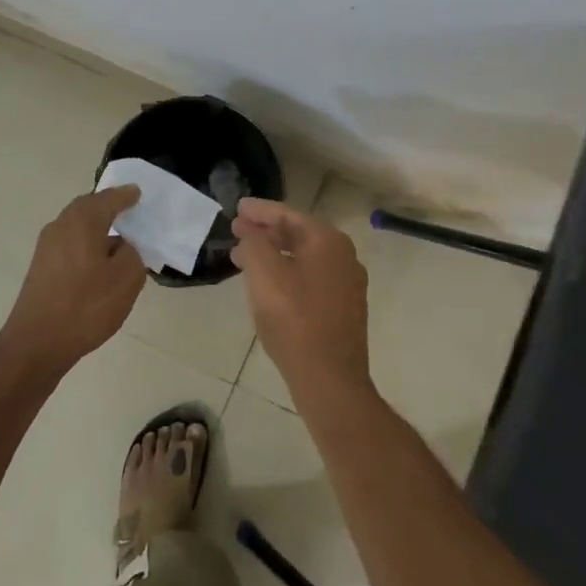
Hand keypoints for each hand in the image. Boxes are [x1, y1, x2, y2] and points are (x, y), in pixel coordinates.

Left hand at [0, 186, 147, 374]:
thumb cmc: (86, 306)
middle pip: (88, 208)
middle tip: (129, 211)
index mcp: (82, 221)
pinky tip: (99, 265)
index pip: (109, 198)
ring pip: (77, 227)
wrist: (37, 343)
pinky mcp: (41, 268)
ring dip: (97, 229)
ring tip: (118, 240)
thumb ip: (132, 254)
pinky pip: (70, 245)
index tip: (138, 194)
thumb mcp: (126, 279)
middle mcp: (61, 226)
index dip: (126, 196)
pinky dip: (86, 246)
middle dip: (108, 208)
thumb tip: (122, 247)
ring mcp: (46, 247)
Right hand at [231, 198, 371, 399]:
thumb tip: (251, 230)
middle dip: (266, 232)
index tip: (237, 207)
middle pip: (298, 234)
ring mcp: (348, 283)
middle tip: (237, 231)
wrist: (329, 378)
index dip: (259, 211)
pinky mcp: (345, 307)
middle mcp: (344, 255)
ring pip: (304, 257)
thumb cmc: (294, 320)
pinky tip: (269, 284)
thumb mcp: (264, 274)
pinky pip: (311, 277)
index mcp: (327, 241)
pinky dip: (288, 272)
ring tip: (244, 258)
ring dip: (274, 254)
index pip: (287, 215)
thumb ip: (254, 242)